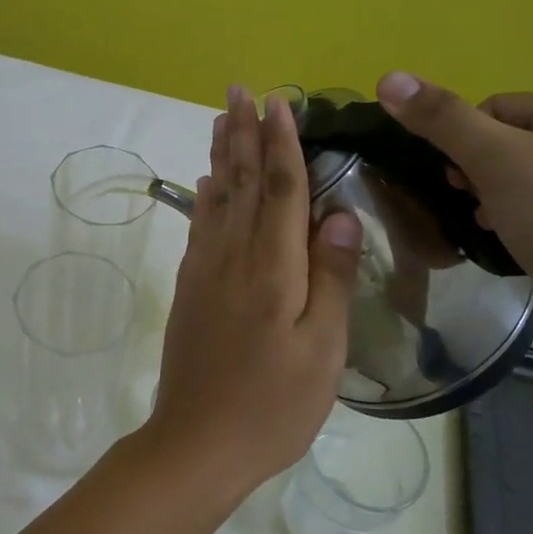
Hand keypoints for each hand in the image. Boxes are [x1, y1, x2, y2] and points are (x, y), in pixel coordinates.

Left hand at [148, 87, 363, 489]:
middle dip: (244, 134)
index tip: (279, 103)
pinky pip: (201, 226)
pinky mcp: (190, 288)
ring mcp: (205, 271)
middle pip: (242, 182)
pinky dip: (206, 195)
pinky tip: (209, 182)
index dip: (282, 143)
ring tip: (222, 119)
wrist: (197, 443)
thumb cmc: (273, 405)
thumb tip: (341, 213)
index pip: (281, 189)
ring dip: (223, 154)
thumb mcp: (322, 350)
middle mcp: (233, 257)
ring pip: (217, 198)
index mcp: (272, 268)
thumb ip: (331, 278)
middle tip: (240, 90)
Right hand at [374, 73, 532, 347]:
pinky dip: (520, 221)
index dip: (464, 139)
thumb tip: (388, 77)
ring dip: (494, 198)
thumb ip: (440, 118)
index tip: (457, 177)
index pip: (497, 107)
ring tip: (489, 226)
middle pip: (510, 142)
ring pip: (524, 179)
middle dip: (479, 171)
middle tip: (471, 202)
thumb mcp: (494, 160)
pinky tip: (513, 243)